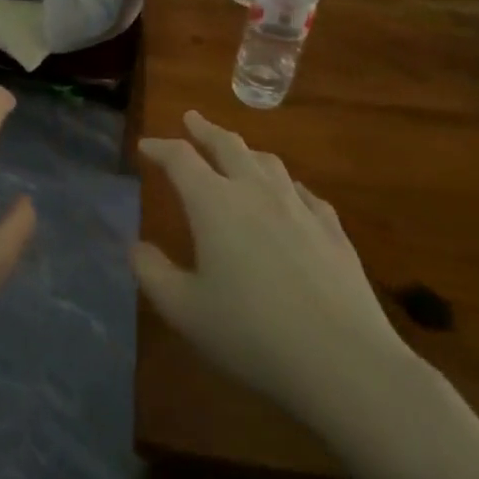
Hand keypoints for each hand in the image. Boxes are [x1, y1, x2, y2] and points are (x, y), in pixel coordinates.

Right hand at [133, 111, 422, 431]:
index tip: (145, 145)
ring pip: (268, 162)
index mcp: (214, 203)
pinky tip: (290, 193)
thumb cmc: (251, 334)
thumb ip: (153, 273)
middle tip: (191, 119)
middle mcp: (255, 191)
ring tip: (236, 151)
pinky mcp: (332, 229)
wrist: (343, 359)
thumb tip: (136, 245)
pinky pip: (304, 192)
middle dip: (205, 130)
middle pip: (228, 145)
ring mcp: (299, 207)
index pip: (180, 159)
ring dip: (245, 150)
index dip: (159, 147)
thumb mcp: (185, 310)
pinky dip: (286, 184)